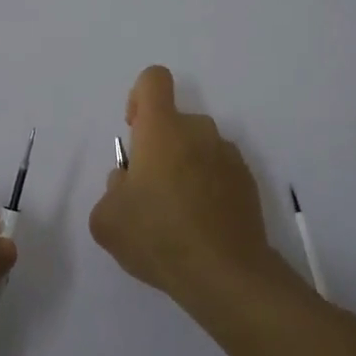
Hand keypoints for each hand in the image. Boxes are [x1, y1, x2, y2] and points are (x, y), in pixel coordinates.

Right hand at [89, 66, 293, 314]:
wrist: (226, 275)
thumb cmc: (159, 237)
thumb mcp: (107, 219)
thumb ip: (112, 189)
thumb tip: (129, 181)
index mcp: (162, 129)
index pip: (154, 80)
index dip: (139, 96)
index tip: (134, 130)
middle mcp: (199, 131)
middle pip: (175, 122)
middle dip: (160, 148)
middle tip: (149, 193)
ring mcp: (228, 155)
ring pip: (198, 148)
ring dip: (185, 168)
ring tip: (177, 216)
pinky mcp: (248, 182)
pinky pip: (219, 172)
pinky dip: (208, 188)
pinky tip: (201, 226)